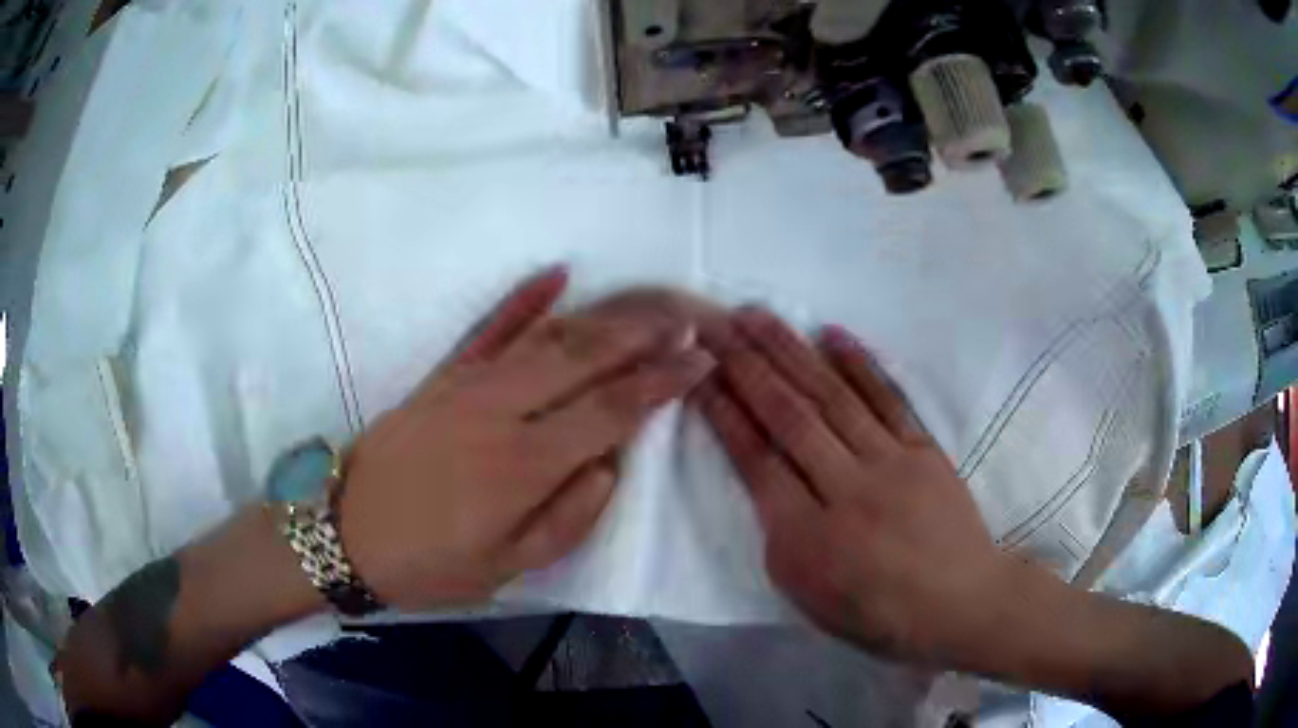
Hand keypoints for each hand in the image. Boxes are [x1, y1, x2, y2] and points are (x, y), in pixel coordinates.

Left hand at [340, 268, 714, 609]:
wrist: (345, 534)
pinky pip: (487, 328)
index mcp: (524, 466)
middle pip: (586, 355)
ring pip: (548, 335)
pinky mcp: (442, 376)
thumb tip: (611, 464)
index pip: (611, 409)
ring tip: (648, 298)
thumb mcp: (508, 569)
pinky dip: (523, 298)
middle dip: (646, 330)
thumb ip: (569, 519)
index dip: (662, 381)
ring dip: (604, 312)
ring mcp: (468, 385)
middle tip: (690, 313)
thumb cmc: (430, 564)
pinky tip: (557, 273)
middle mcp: (501, 411)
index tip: (701, 359)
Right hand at [692, 307, 1009, 665]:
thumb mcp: (810, 599)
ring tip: (756, 316)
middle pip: (790, 417)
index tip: (700, 375)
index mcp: (808, 539)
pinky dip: (859, 364)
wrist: (960, 603)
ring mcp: (891, 463)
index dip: (726, 414)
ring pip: (832, 397)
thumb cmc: (878, 614)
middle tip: (713, 326)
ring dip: (791, 351)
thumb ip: (780, 538)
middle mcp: (847, 489)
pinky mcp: (923, 449)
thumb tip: (766, 479)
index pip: (757, 462)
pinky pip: (888, 399)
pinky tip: (831, 334)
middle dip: (746, 366)